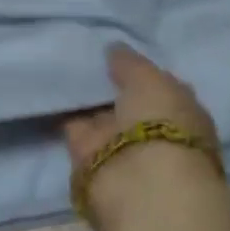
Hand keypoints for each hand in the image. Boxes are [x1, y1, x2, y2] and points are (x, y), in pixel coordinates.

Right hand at [64, 45, 224, 230]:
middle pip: (126, 101)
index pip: (157, 85)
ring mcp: (120, 143)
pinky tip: (49, 84)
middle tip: (82, 52)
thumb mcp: (150, 79)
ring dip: (84, 96)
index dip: (137, 69)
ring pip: (99, 113)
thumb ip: (130, 62)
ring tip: (60, 61)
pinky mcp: (89, 155)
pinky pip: (73, 124)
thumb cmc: (162, 123)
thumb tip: (113, 49)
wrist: (141, 181)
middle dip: (108, 83)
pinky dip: (63, 109)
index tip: (114, 52)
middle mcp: (152, 128)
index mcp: (181, 111)